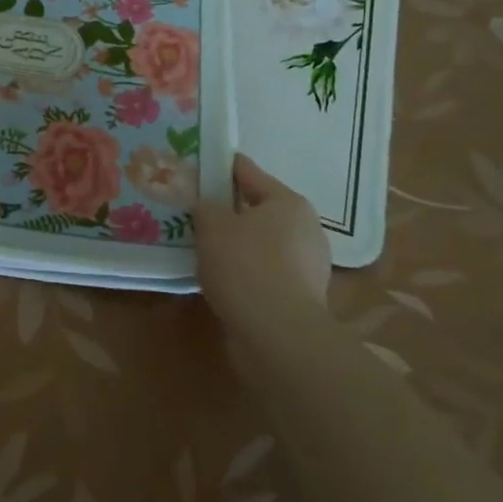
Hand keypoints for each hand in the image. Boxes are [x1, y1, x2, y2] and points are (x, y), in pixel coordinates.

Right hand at [195, 154, 331, 331]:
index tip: (197, 165)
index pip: (248, 172)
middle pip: (257, 209)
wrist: (278, 337)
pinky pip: (264, 272)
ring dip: (236, 244)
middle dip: (228, 210)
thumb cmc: (246, 266)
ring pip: (261, 243)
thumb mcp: (212, 225)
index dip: (221, 167)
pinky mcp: (300, 298)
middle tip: (195, 210)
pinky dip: (244, 272)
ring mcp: (307, 267)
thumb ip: (206, 208)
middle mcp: (305, 229)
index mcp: (289, 202)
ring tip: (202, 246)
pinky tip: (219, 277)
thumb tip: (209, 209)